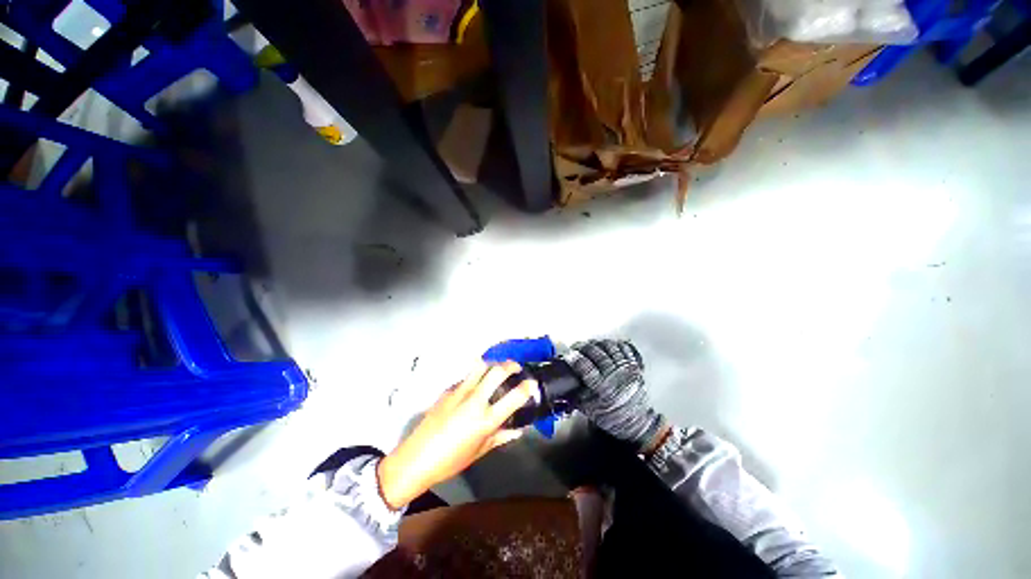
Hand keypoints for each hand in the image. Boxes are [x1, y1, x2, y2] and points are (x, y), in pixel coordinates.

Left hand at [377, 361, 537, 509]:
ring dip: (492, 364)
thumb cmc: (451, 461)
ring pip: (480, 366)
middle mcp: (475, 401)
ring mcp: (459, 392)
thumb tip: (519, 430)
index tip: (532, 383)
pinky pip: (466, 377)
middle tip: (516, 367)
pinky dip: (475, 376)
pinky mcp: (447, 390)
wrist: (415, 459)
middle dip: (511, 364)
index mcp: (486, 420)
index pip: (514, 397)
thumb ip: (501, 437)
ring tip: (496, 369)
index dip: (527, 387)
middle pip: (497, 371)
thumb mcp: (480, 451)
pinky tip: (475, 384)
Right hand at [561, 339, 666, 451]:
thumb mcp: (590, 410)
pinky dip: (613, 343)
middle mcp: (616, 376)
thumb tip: (561, 384)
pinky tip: (605, 345)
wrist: (637, 422)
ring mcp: (627, 368)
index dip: (575, 359)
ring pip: (610, 347)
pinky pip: (624, 347)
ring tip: (589, 345)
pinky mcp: (635, 365)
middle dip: (583, 347)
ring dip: (597, 343)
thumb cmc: (611, 417)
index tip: (567, 355)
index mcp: (603, 389)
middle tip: (575, 347)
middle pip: (597, 353)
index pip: (587, 368)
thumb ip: (576, 395)